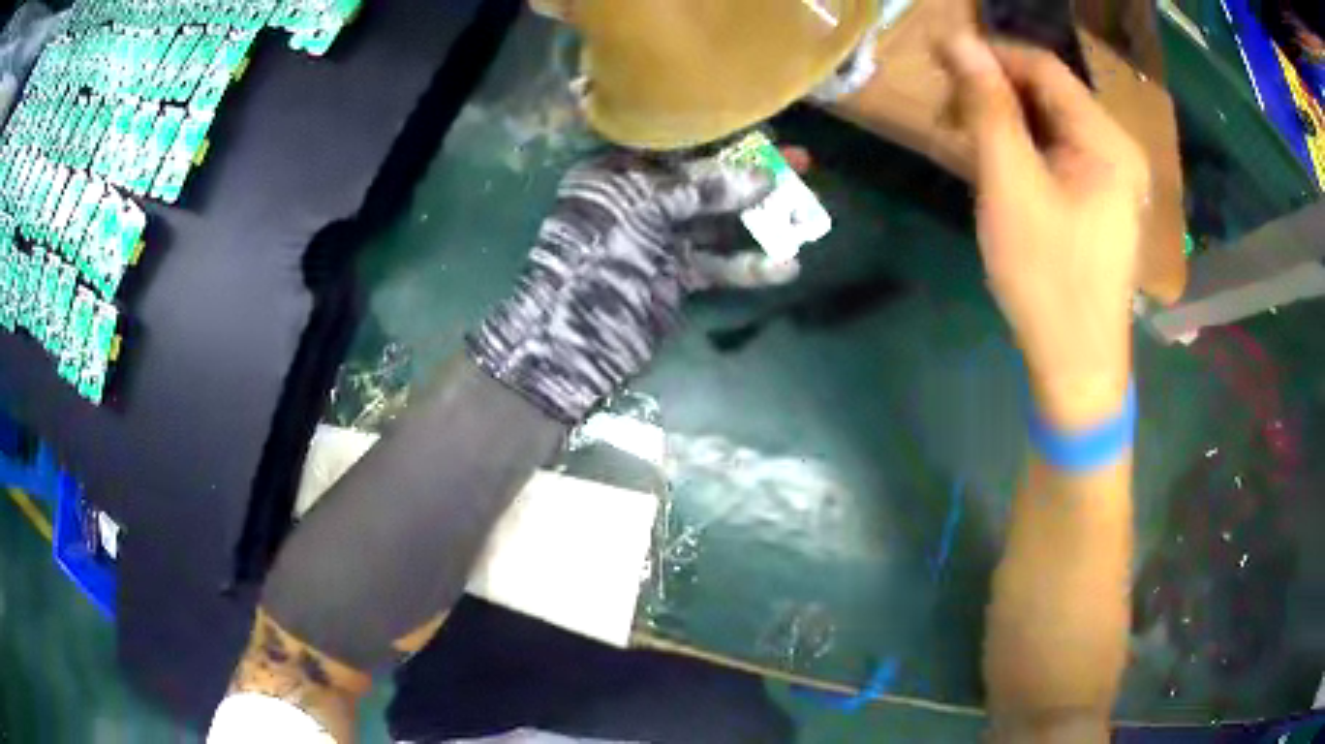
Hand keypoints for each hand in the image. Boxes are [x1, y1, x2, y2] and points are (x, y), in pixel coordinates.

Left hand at [468, 147, 800, 423]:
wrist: (572, 337)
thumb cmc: (596, 255)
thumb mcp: (643, 207)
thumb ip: (702, 188)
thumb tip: (764, 178)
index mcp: (619, 172)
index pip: (679, 145)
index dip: (724, 138)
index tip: (769, 133)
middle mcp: (641, 199)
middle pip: (706, 179)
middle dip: (752, 172)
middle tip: (801, 162)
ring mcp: (661, 238)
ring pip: (719, 221)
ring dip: (761, 216)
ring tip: (806, 208)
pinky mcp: (677, 276)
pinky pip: (719, 265)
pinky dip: (749, 266)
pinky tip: (786, 266)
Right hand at [940, 36, 1148, 428]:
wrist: (1077, 364)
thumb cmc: (1046, 277)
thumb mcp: (1010, 186)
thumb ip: (987, 107)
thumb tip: (957, 40)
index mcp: (1107, 140)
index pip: (1044, 68)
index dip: (990, 55)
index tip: (938, 62)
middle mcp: (1118, 149)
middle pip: (1050, 93)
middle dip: (996, 91)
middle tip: (948, 112)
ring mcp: (1113, 177)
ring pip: (1052, 123)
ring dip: (1006, 120)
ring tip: (965, 140)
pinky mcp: (1102, 200)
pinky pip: (1060, 153)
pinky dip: (1025, 148)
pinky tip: (998, 166)